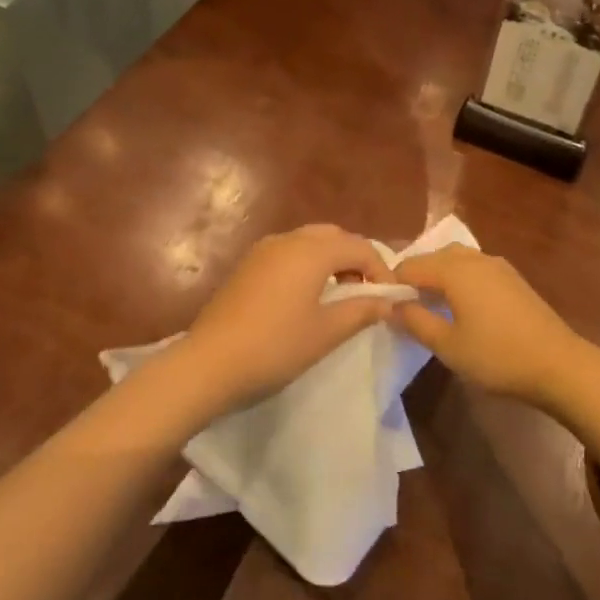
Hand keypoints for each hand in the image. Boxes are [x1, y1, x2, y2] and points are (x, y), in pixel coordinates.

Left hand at [169, 224, 396, 415]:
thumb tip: (388, 302)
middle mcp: (288, 239)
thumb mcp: (326, 332)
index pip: (360, 246)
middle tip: (366, 291)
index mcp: (312, 250)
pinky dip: (307, 263)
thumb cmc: (275, 346)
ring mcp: (263, 249)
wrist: (209, 362)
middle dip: (356, 258)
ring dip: (331, 259)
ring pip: (309, 241)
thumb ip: (361, 310)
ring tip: (339, 294)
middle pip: (334, 236)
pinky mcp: (247, 264)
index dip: (381, 269)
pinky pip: (288, 252)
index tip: (390, 298)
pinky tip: (306, 295)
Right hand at [394, 245, 589, 407]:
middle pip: (434, 257)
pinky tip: (464, 306)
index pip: (410, 266)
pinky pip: (475, 267)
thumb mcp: (448, 346)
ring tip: (433, 305)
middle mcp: (474, 258)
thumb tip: (392, 306)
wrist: (559, 364)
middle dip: (416, 276)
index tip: (386, 307)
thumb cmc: (497, 356)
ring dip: (439, 275)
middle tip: (407, 308)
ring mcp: (497, 265)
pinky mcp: (513, 277)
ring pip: (456, 259)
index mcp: (454, 270)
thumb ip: (416, 322)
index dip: (393, 284)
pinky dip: (460, 278)